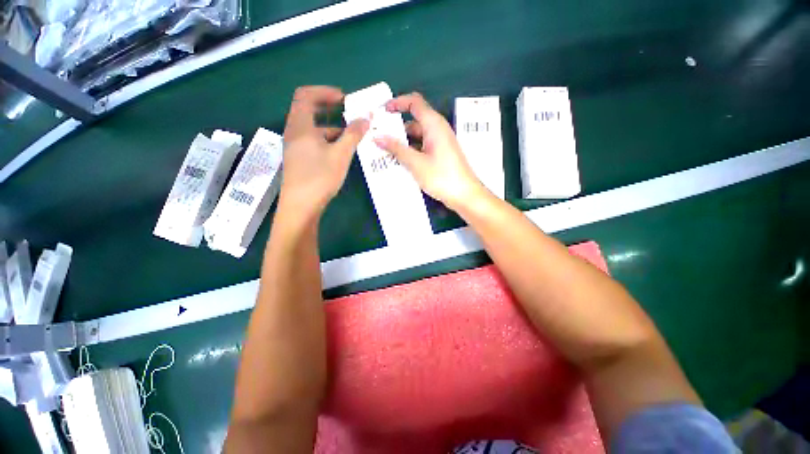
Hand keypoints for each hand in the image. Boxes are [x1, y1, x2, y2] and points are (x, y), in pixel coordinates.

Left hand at [280, 86, 368, 216]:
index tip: (344, 99)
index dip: (325, 92)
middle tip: (349, 113)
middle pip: (309, 111)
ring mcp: (295, 147)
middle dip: (330, 110)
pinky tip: (340, 151)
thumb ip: (353, 134)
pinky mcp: (299, 159)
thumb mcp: (340, 154)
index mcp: (300, 126)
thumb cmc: (320, 177)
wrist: (301, 206)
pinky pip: (312, 142)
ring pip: (313, 129)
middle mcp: (294, 132)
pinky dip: (327, 140)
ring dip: (331, 128)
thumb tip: (366, 118)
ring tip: (351, 136)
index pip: (306, 95)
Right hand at [373, 93, 486, 209]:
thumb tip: (377, 137)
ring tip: (384, 152)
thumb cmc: (442, 176)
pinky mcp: (440, 155)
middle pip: (414, 121)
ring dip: (402, 142)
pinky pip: (422, 147)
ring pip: (417, 137)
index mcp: (434, 124)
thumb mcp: (416, 163)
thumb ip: (396, 149)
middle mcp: (437, 130)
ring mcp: (439, 143)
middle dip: (396, 128)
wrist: (464, 195)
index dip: (397, 102)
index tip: (383, 111)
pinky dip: (410, 151)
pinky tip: (399, 162)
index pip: (414, 102)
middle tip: (379, 138)